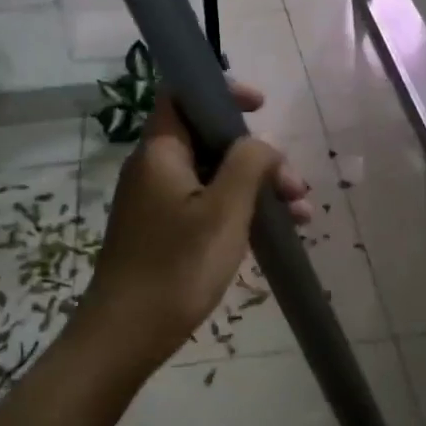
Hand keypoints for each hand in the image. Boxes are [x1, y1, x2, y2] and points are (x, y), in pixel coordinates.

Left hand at [72, 80, 309, 370]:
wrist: (125, 334)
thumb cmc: (177, 266)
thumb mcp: (224, 211)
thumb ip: (248, 164)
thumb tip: (260, 145)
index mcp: (160, 151)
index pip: (182, 95)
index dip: (221, 92)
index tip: (260, 106)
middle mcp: (154, 168)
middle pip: (208, 139)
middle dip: (256, 155)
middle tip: (295, 187)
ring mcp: (156, 201)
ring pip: (213, 176)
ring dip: (255, 188)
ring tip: (300, 216)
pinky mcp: (161, 231)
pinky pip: (204, 204)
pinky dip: (237, 210)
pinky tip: (274, 233)